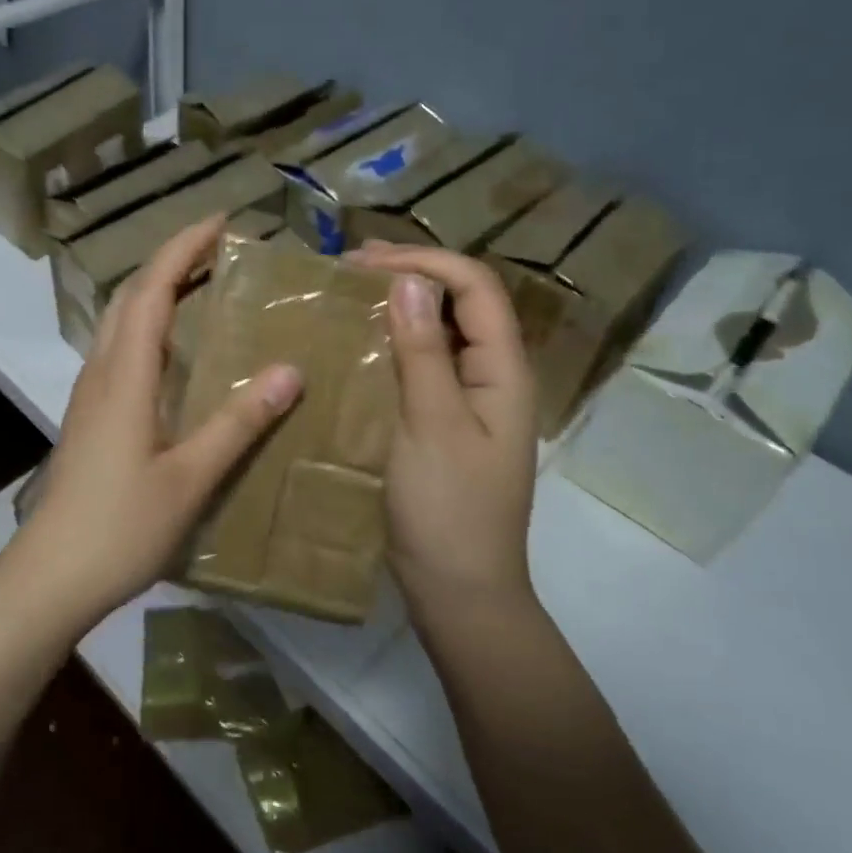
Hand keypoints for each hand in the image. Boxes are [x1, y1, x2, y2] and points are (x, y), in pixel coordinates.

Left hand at [5, 216, 303, 630]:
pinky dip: (150, 325)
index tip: (221, 223)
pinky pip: (120, 349)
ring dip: (158, 291)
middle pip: (130, 295)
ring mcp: (90, 393)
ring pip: (120, 321)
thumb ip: (238, 422)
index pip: (151, 289)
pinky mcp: (90, 414)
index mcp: (125, 375)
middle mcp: (102, 371)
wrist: (52, 575)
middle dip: (171, 261)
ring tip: (204, 287)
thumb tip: (290, 371)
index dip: (183, 248)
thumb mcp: (190, 477)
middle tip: (219, 250)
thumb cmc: (121, 526)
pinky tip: (177, 351)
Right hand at [346, 243, 539, 610]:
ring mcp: (468, 400)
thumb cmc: (449, 509)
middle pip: (461, 303)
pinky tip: (357, 345)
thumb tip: (409, 281)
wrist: (458, 590)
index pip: (475, 288)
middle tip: (349, 268)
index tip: (364, 262)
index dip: (425, 261)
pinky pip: (422, 365)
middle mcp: (491, 376)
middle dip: (410, 274)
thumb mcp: (431, 425)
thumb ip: (422, 352)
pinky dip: (391, 343)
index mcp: (503, 371)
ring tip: (348, 295)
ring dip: (399, 306)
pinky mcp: (443, 421)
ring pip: (439, 332)